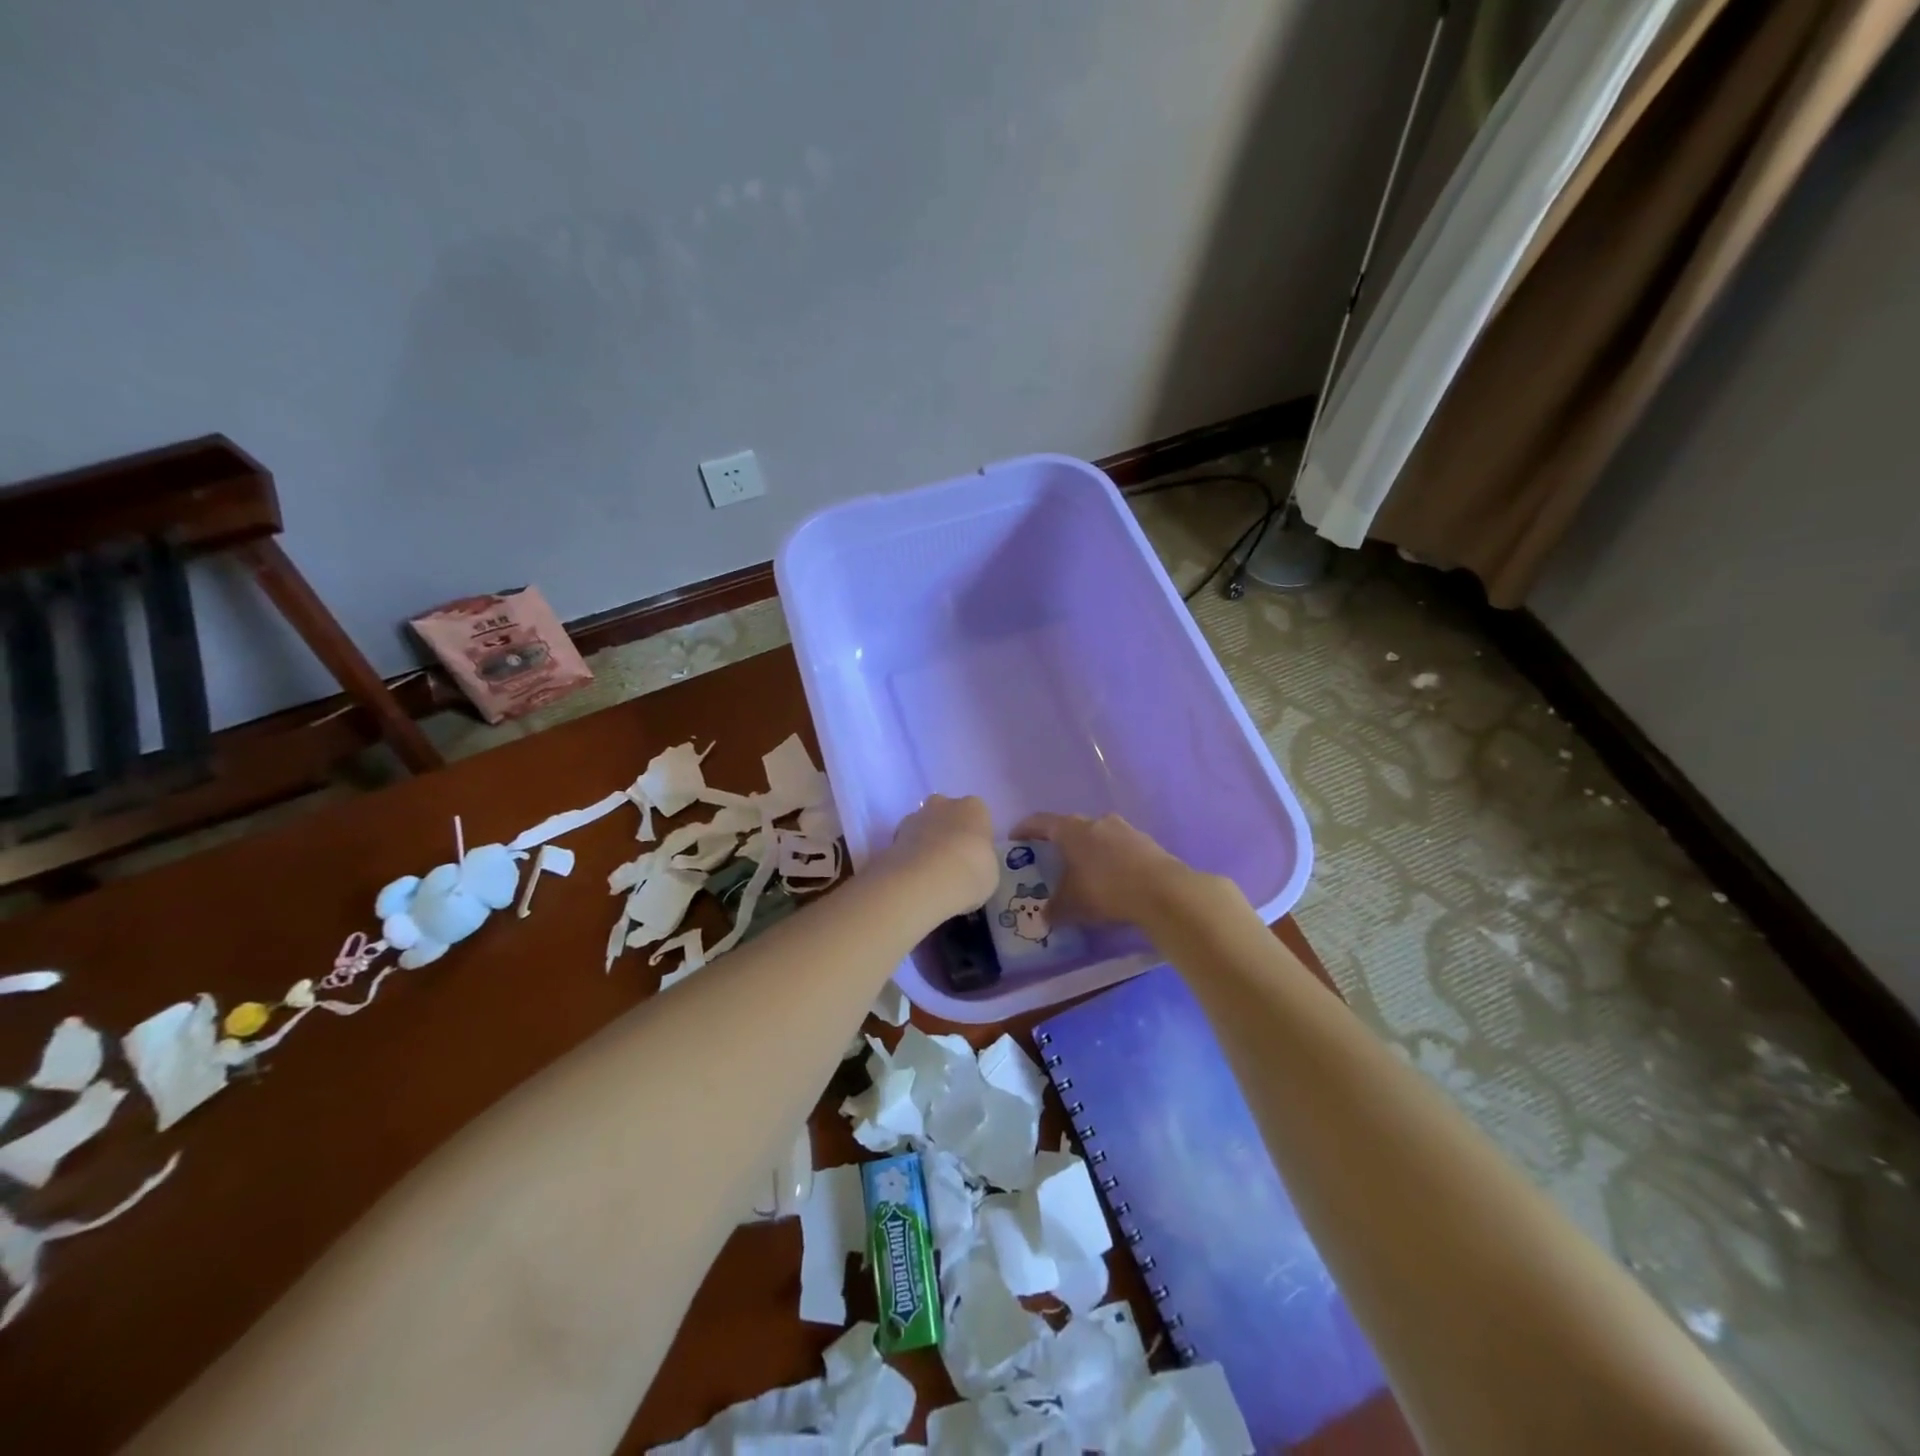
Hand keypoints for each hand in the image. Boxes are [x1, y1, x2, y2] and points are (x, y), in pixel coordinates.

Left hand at [877, 795, 998, 918]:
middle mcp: (944, 804)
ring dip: (925, 842)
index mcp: (974, 808)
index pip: (977, 815)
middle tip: (950, 861)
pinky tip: (913, 876)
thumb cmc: (971, 872)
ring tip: (928, 872)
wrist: (927, 879)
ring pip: (923, 825)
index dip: (974, 835)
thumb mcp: (990, 873)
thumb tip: (969, 867)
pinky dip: (908, 855)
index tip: (974, 856)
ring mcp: (916, 816)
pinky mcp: (893, 835)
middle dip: (947, 831)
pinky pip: (906, 843)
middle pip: (946, 813)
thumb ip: (980, 862)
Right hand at [1012, 811, 1223, 930]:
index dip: (1025, 829)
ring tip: (1085, 873)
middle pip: (1072, 828)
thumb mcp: (1071, 905)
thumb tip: (1045, 916)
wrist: (1164, 892)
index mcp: (1072, 830)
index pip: (1041, 822)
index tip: (1015, 838)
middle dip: (1060, 843)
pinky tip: (1113, 881)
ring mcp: (1125, 830)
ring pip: (1099, 837)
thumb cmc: (1106, 890)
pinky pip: (1120, 849)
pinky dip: (1111, 861)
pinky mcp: (1147, 843)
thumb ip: (1054, 909)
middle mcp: (1097, 822)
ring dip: (1089, 852)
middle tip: (1052, 860)